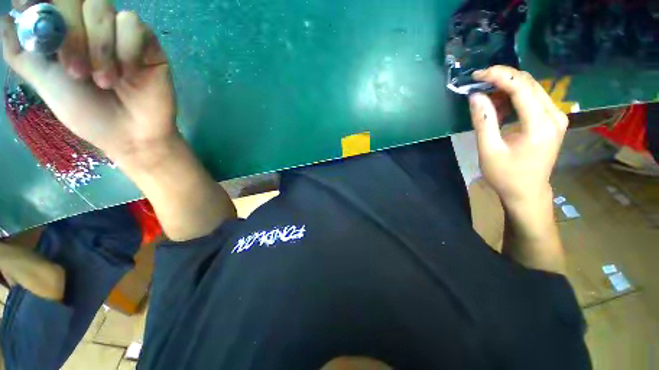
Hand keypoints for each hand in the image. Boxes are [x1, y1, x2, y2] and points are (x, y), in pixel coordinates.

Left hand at [2, 0, 176, 164]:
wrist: (131, 135)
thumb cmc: (87, 114)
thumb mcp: (44, 84)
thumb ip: (22, 52)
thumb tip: (3, 19)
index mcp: (64, 31)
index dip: (42, 3)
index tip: (34, 18)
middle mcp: (89, 24)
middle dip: (71, 34)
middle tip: (76, 72)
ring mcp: (119, 31)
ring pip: (102, 8)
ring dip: (99, 47)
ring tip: (105, 81)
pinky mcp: (146, 42)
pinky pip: (132, 25)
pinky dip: (126, 49)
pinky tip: (129, 73)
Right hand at [468, 66, 568, 211]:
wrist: (527, 192)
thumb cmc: (506, 175)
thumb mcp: (489, 150)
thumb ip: (483, 121)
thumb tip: (475, 96)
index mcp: (540, 124)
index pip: (521, 87)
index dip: (499, 76)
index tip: (477, 75)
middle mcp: (554, 115)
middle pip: (529, 83)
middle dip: (502, 78)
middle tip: (478, 84)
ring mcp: (556, 117)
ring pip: (531, 89)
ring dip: (506, 88)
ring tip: (485, 98)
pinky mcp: (552, 121)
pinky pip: (533, 99)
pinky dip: (514, 98)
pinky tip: (499, 106)